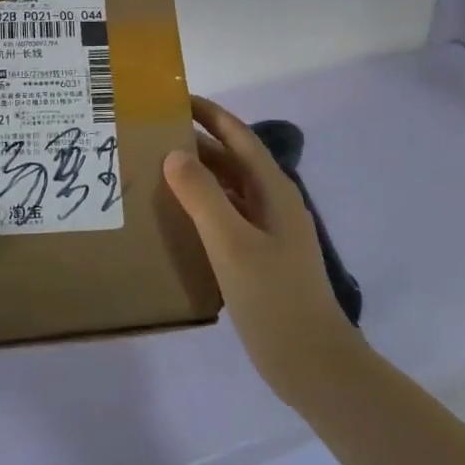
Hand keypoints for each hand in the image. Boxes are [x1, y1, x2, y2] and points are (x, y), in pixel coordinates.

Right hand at [164, 96, 366, 405]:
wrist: (315, 367)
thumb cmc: (274, 299)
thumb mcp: (232, 243)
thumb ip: (202, 196)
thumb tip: (174, 153)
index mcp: (272, 189)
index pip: (237, 135)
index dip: (208, 113)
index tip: (172, 98)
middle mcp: (271, 202)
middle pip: (231, 160)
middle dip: (195, 143)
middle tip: (150, 134)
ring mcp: (268, 231)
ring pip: (227, 189)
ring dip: (196, 176)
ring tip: (154, 169)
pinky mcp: (260, 257)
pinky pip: (226, 218)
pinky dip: (201, 208)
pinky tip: (174, 218)